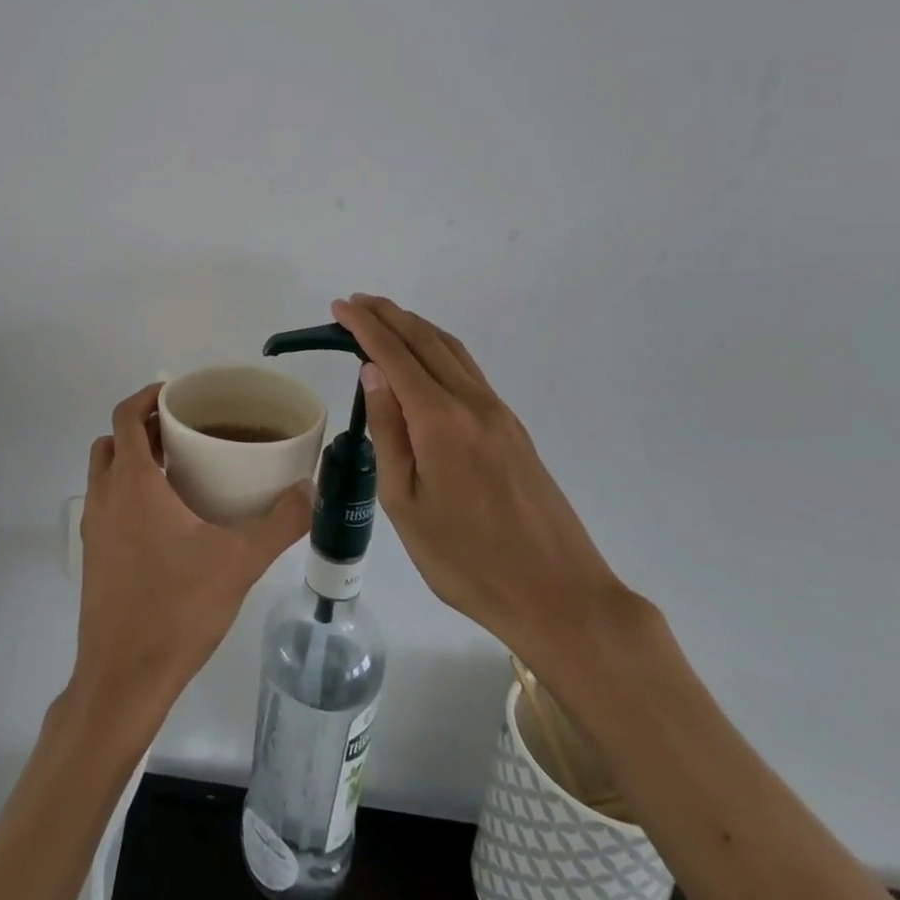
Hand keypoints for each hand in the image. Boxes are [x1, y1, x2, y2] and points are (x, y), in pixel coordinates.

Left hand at [68, 384, 312, 730]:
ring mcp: (94, 527)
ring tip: (177, 469)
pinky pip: (105, 502)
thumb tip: (310, 490)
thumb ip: (279, 524)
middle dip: (142, 427)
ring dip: (132, 459)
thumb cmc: (178, 609)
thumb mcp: (239, 562)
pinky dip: (127, 491)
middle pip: (113, 440)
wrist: (124, 678)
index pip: (126, 417)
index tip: (178, 394)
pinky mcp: (93, 555)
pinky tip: (165, 519)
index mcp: (132, 483)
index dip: (147, 396)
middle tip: (183, 430)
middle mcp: (105, 496)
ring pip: (105, 472)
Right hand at [330, 294, 632, 683]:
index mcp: (441, 421)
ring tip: (384, 318)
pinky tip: (425, 357)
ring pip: (452, 350)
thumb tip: (373, 373)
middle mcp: (472, 403)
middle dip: (388, 316)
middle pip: (426, 341)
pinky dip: (438, 349)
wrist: (560, 596)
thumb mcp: (406, 504)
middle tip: (354, 303)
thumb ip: (389, 432)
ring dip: (415, 327)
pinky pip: (468, 370)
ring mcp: (498, 413)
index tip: (339, 307)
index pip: (395, 355)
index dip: (364, 327)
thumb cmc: (467, 560)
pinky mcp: (513, 428)